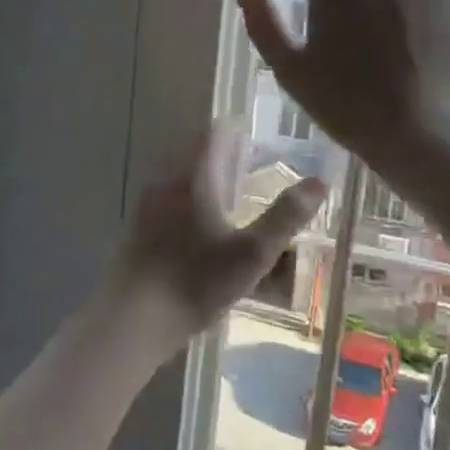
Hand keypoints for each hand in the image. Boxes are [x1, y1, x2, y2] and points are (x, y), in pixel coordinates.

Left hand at [104, 123, 325, 347]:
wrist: (131, 319)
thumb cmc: (195, 283)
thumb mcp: (251, 254)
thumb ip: (285, 216)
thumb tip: (319, 182)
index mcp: (192, 181)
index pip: (212, 137)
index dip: (232, 129)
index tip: (251, 131)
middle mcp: (164, 186)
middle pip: (192, 157)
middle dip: (219, 156)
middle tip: (245, 162)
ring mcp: (143, 209)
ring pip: (176, 182)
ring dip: (200, 181)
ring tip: (225, 195)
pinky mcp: (133, 234)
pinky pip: (163, 206)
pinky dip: (184, 205)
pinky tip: (194, 231)